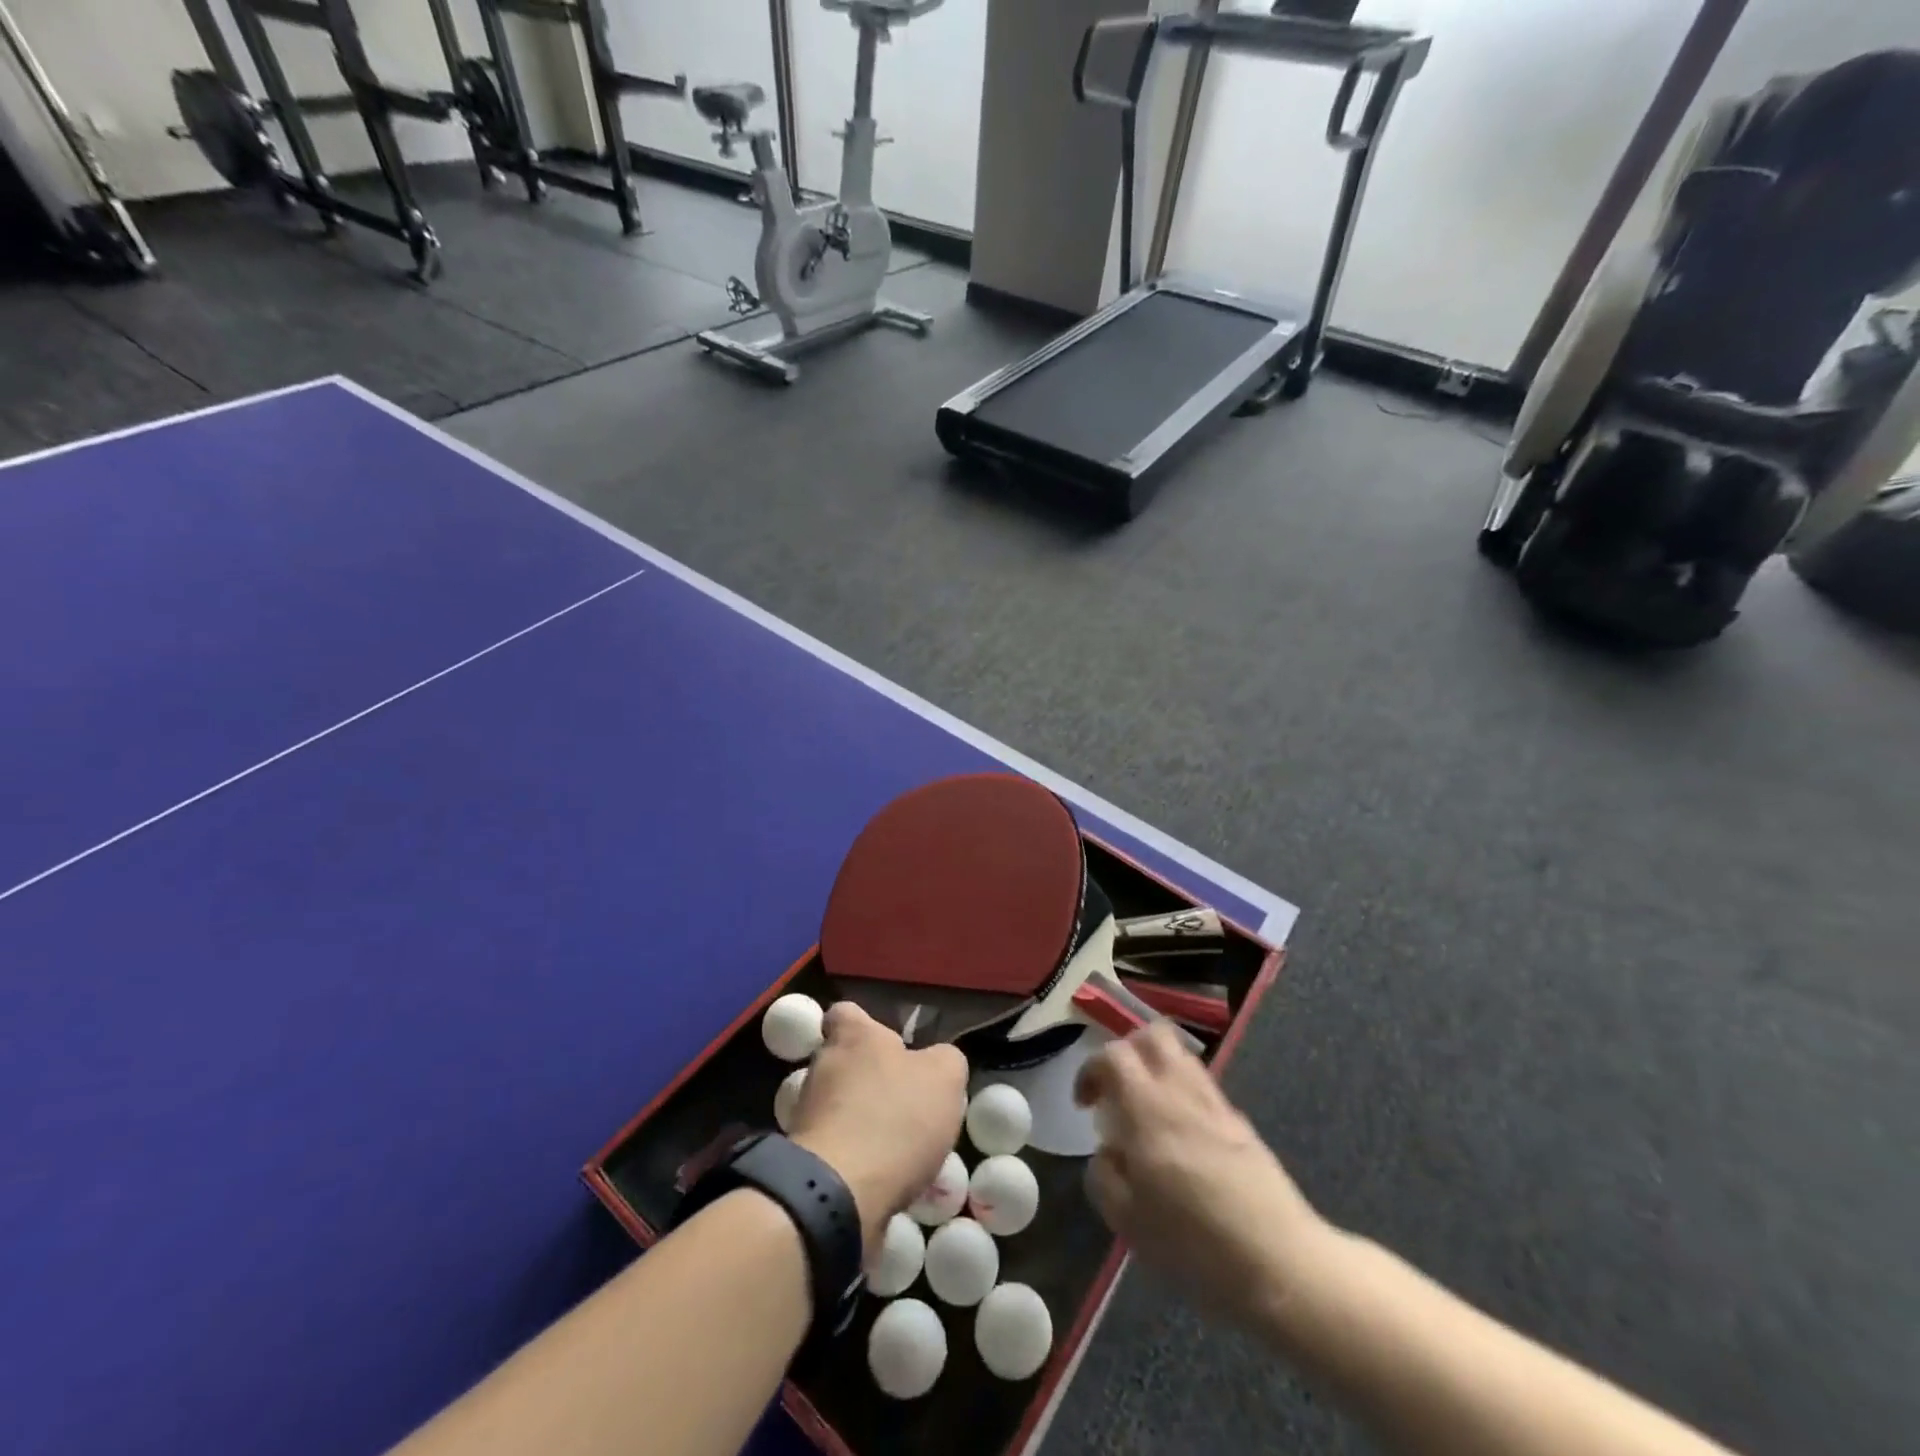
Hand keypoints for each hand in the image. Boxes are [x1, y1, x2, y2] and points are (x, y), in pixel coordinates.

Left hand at [787, 1001, 967, 1250]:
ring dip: (862, 1120)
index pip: (845, 1013)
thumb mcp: (945, 1077)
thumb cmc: (895, 1118)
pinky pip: (834, 1147)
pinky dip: (854, 1158)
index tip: (888, 1046)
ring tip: (898, 1148)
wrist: (837, 1194)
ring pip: (838, 1106)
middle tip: (904, 1102)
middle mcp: (822, 1065)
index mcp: (854, 1036)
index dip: (865, 1025)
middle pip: (844, 1061)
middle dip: (868, 1078)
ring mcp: (806, 1113)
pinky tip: (881, 1176)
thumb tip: (937, 1062)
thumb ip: (945, 1060)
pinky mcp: (803, 1158)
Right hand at [1074, 1022, 1328, 1325]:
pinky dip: (1182, 1093)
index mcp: (1147, 1108)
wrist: (1280, 1264)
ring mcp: (1216, 1104)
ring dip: (1156, 1069)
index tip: (1085, 1105)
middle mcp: (1181, 1092)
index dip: (1090, 1069)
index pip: (1114, 1054)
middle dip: (1127, 1051)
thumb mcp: (1126, 1220)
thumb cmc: (1193, 1243)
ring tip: (1147, 1111)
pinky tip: (1181, 1137)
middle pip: (1153, 1035)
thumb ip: (1104, 1175)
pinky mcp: (1241, 1123)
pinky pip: (1203, 1086)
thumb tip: (1108, 1152)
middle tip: (1116, 1088)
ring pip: (1181, 1056)